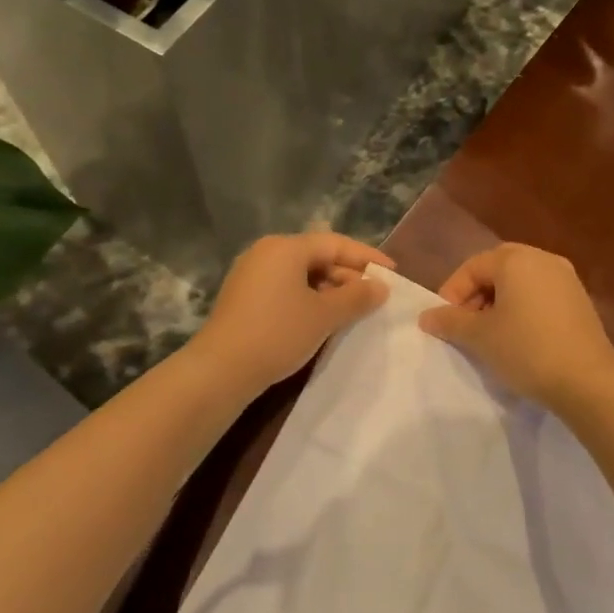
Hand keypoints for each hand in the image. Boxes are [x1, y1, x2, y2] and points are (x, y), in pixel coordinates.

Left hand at [188, 231, 393, 396]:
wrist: (221, 369)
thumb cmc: (278, 333)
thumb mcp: (325, 315)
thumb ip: (357, 297)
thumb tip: (380, 286)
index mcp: (285, 247)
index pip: (335, 243)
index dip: (367, 257)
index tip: (392, 273)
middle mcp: (266, 253)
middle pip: (317, 256)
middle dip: (348, 276)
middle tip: (373, 298)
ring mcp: (251, 274)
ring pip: (301, 274)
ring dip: (330, 290)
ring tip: (351, 312)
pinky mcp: (244, 297)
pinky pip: (286, 288)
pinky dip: (308, 299)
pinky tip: (322, 320)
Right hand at [419, 243, 613, 410]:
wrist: (587, 381)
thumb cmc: (526, 349)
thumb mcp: (480, 337)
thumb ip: (450, 322)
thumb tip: (426, 317)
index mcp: (517, 260)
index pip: (473, 266)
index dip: (452, 293)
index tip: (445, 322)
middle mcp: (543, 259)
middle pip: (498, 269)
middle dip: (476, 296)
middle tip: (465, 326)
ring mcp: (566, 279)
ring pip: (520, 283)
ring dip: (499, 303)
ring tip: (489, 335)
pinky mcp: (580, 301)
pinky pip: (541, 295)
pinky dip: (523, 309)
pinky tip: (518, 338)